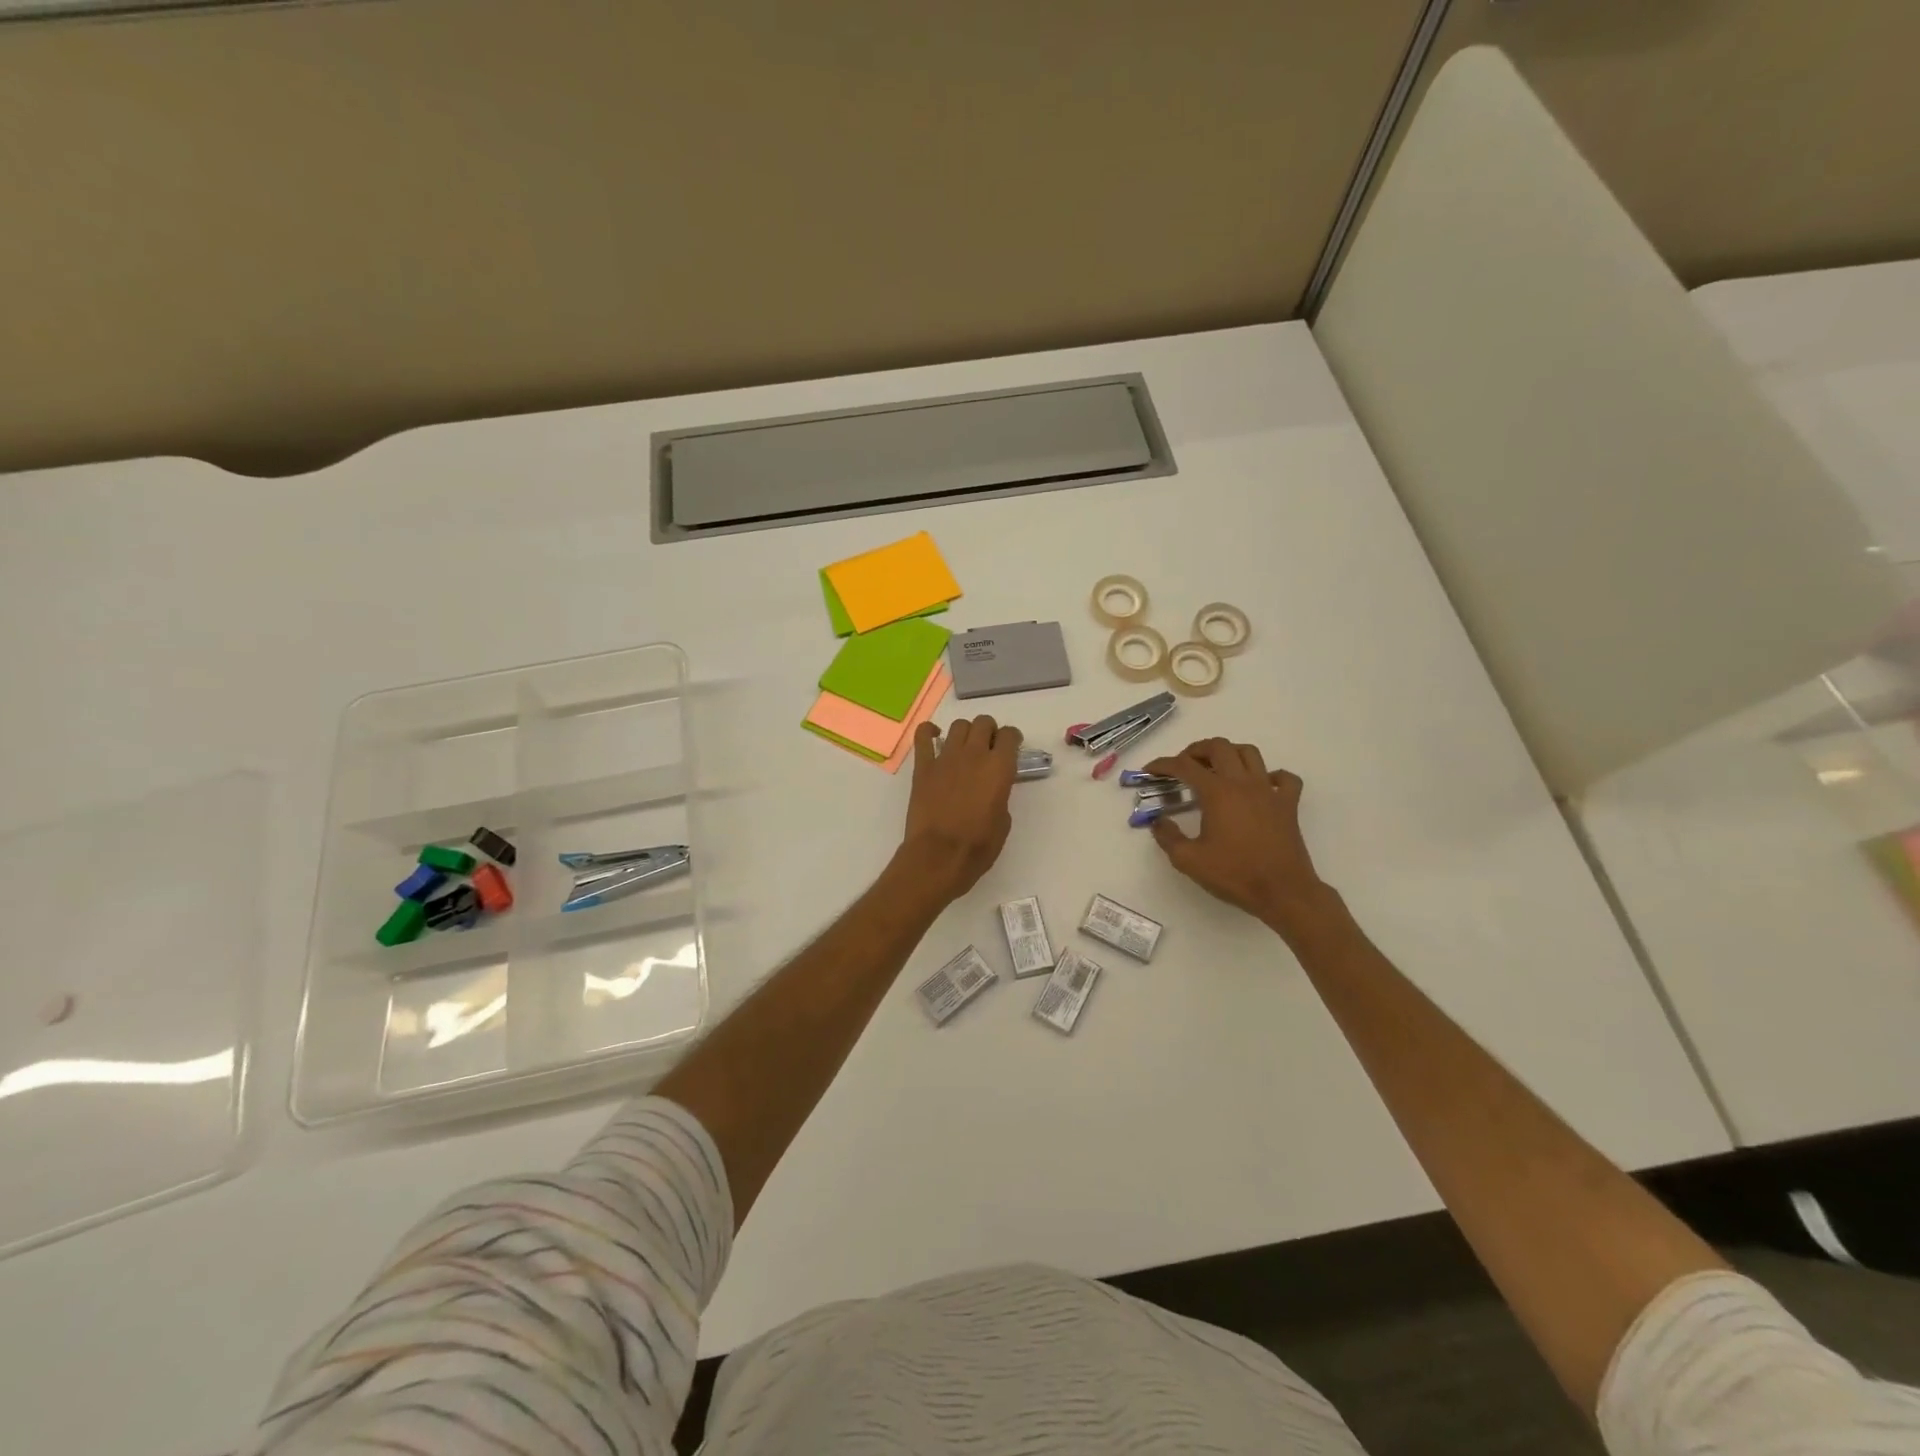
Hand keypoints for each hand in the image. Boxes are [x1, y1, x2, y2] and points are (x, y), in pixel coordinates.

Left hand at [899, 715, 1022, 903]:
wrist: (939, 856)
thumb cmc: (978, 846)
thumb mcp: (1003, 821)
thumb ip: (1000, 795)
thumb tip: (991, 789)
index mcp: (999, 768)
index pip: (1010, 735)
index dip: (1012, 738)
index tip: (1011, 747)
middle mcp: (974, 755)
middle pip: (984, 723)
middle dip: (989, 731)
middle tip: (988, 748)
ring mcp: (946, 758)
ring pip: (959, 725)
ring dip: (966, 732)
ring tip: (965, 747)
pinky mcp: (923, 766)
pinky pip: (923, 736)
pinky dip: (929, 732)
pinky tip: (934, 738)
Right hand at [1142, 738, 1330, 935]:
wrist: (1283, 892)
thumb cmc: (1234, 874)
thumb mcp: (1189, 860)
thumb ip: (1168, 837)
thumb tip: (1158, 821)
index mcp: (1217, 793)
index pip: (1185, 766)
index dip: (1163, 764)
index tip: (1150, 770)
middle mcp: (1243, 783)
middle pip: (1219, 747)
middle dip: (1196, 750)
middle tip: (1184, 765)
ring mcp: (1269, 791)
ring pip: (1250, 753)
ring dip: (1230, 753)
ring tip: (1217, 768)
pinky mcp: (1288, 805)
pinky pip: (1284, 778)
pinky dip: (1272, 775)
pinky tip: (1261, 786)